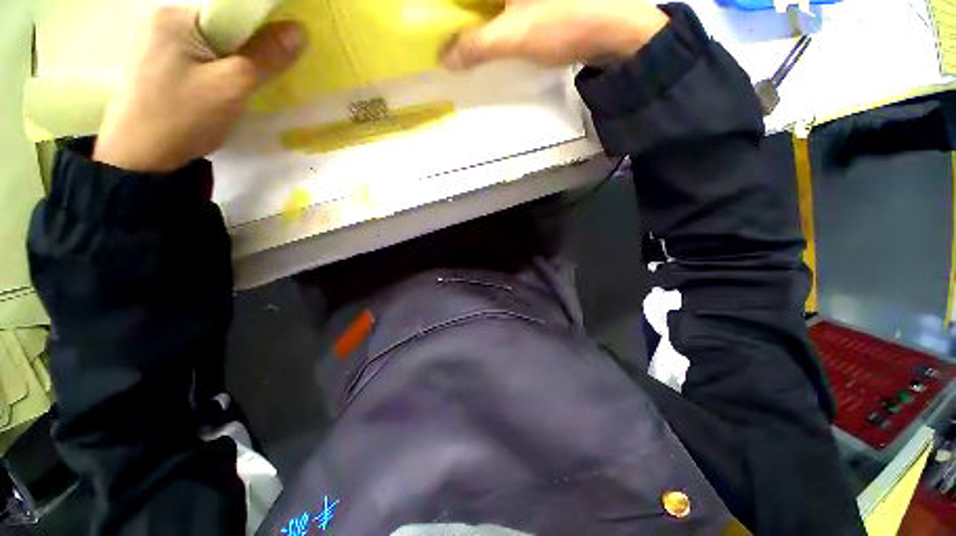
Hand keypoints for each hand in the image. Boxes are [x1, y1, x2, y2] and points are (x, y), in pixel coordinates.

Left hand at [93, 7, 304, 172]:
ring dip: (230, 68)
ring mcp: (156, 47)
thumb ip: (265, 56)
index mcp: (177, 16)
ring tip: (233, 95)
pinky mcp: (155, 69)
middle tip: (251, 84)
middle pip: (221, 31)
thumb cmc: (182, 117)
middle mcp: (163, 23)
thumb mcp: (232, 86)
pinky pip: (197, 62)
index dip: (259, 34)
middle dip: (244, 54)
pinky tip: (213, 97)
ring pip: (210, 49)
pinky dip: (214, 76)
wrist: (139, 159)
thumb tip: (299, 30)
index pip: (232, 13)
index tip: (272, 61)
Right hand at [442, 0, 667, 69]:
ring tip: (461, 34)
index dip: (447, 6)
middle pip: (478, 0)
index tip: (432, 15)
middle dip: (460, 11)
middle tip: (444, 26)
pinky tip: (487, 31)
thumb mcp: (514, 36)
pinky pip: (505, 5)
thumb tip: (445, 58)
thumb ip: (476, 46)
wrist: (613, 29)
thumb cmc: (563, 22)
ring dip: (476, 14)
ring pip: (493, 2)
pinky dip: (493, 14)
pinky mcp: (538, 2)